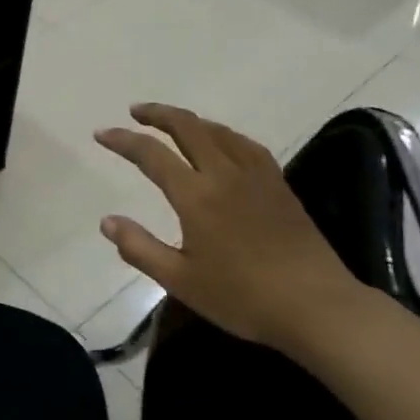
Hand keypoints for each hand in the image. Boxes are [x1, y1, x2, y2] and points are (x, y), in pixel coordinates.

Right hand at [94, 104, 361, 348]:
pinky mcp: (279, 186)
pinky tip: (222, 142)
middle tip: (136, 111)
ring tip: (172, 122)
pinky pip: (245, 145)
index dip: (123, 140)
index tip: (101, 133)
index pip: (152, 155)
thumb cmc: (243, 297)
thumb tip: (107, 221)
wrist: (317, 307)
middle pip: (188, 128)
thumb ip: (140, 248)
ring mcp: (256, 177)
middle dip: (158, 114)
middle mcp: (224, 175)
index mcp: (197, 196)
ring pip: (218, 131)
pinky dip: (223, 133)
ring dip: (190, 120)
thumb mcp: (181, 280)